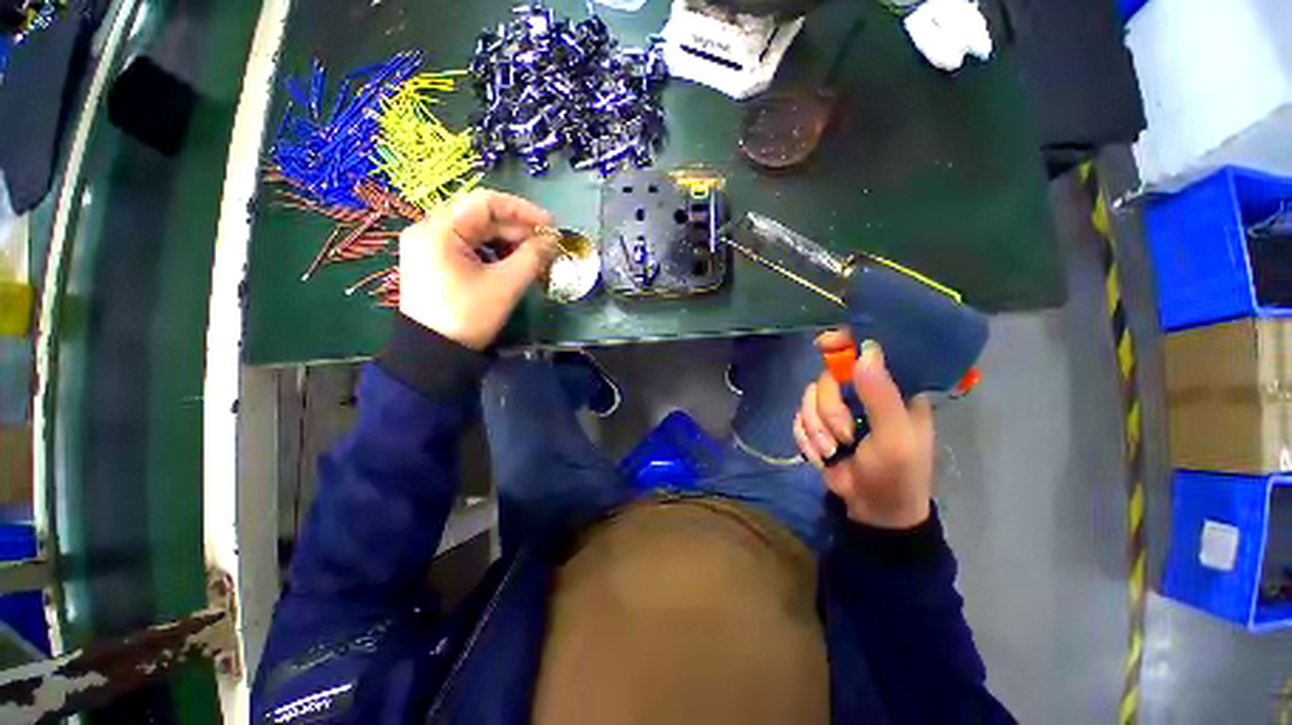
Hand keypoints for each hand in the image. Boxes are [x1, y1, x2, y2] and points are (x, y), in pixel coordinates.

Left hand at [399, 189, 555, 349]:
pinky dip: (492, 250)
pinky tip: (510, 262)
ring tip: (531, 255)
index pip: (485, 202)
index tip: (549, 225)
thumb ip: (532, 257)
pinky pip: (467, 245)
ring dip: (506, 240)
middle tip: (544, 245)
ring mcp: (428, 246)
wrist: (435, 353)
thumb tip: (551, 241)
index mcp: (439, 230)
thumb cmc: (469, 316)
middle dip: (515, 228)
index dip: (522, 210)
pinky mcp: (433, 261)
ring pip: (474, 231)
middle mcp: (428, 230)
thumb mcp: (505, 285)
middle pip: (479, 216)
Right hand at [793, 331, 934, 528]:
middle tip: (843, 437)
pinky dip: (806, 439)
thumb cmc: (897, 475)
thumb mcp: (895, 438)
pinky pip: (798, 418)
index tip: (824, 344)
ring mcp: (837, 409)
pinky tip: (821, 456)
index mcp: (890, 389)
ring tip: (832, 452)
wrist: (873, 510)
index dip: (845, 343)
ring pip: (808, 399)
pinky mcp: (818, 425)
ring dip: (816, 430)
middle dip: (828, 412)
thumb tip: (866, 351)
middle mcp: (861, 393)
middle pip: (827, 379)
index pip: (867, 351)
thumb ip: (881, 396)